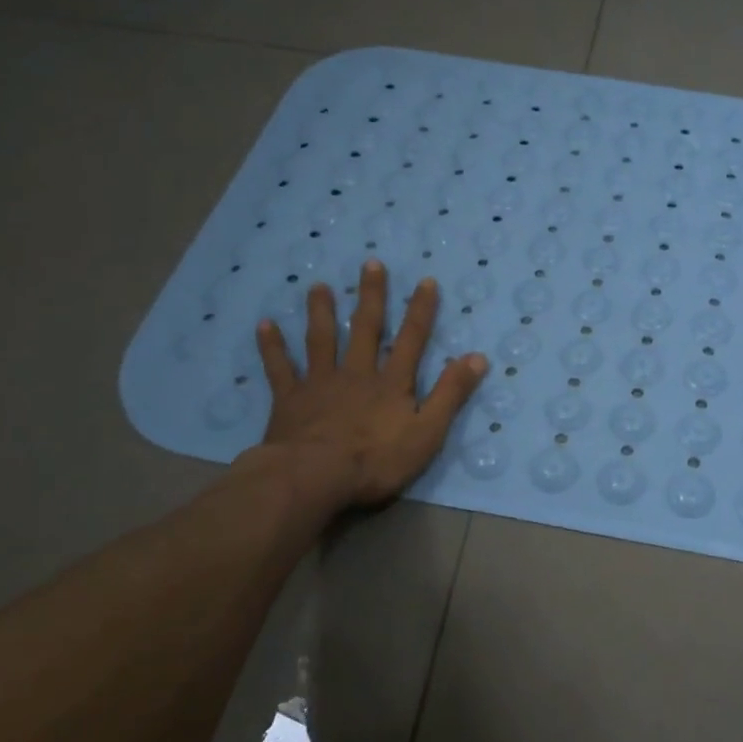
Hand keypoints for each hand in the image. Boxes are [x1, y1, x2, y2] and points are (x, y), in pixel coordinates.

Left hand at [249, 259, 488, 511]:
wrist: (314, 477)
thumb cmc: (376, 460)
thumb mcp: (427, 432)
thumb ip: (451, 394)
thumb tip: (477, 357)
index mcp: (391, 382)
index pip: (411, 339)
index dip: (420, 310)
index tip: (425, 281)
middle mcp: (357, 373)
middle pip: (364, 328)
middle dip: (370, 296)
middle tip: (370, 263)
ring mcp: (320, 383)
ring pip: (321, 339)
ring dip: (321, 311)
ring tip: (318, 286)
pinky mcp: (290, 399)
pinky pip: (280, 368)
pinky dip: (272, 347)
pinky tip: (265, 325)